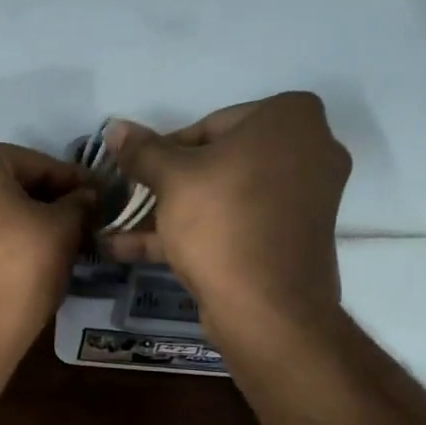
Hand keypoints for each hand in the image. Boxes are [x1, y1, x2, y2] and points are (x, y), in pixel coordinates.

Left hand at [0, 138, 93, 379]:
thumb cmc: (13, 275)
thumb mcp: (61, 233)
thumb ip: (78, 204)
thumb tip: (86, 197)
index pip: (36, 163)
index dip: (74, 183)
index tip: (101, 198)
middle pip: (6, 182)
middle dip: (44, 201)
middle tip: (81, 222)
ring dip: (19, 221)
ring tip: (56, 243)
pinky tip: (21, 259)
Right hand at [105, 92, 349, 341]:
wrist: (267, 307)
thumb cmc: (222, 221)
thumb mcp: (171, 179)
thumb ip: (142, 151)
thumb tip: (116, 129)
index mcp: (290, 117)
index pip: (211, 124)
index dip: (165, 150)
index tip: (137, 172)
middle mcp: (309, 151)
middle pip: (219, 163)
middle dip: (168, 186)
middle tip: (131, 200)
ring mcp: (304, 200)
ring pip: (225, 199)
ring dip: (171, 215)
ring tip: (119, 231)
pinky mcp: (291, 241)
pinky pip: (238, 226)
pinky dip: (195, 234)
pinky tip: (135, 250)